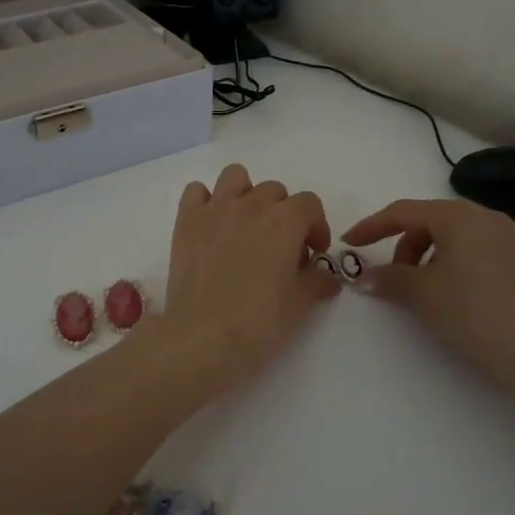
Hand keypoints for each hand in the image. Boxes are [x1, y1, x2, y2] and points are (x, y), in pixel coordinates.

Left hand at [156, 163, 338, 388]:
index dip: (316, 227)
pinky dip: (205, 202)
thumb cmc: (258, 323)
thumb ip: (317, 282)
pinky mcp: (186, 221)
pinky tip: (211, 227)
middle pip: (275, 191)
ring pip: (236, 177)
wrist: (202, 337)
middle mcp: (251, 204)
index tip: (314, 254)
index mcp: (285, 220)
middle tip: (280, 249)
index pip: (310, 204)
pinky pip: (196, 191)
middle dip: (283, 214)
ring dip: (246, 194)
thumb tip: (327, 276)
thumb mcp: (300, 305)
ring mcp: (215, 208)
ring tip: (246, 226)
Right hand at [342, 199, 514, 381]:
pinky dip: (452, 262)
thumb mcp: (422, 293)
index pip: (403, 211)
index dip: (371, 226)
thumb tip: (366, 276)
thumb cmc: (471, 312)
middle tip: (392, 276)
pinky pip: (474, 249)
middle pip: (430, 220)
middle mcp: (484, 216)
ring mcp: (507, 237)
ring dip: (428, 255)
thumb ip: (389, 277)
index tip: (349, 243)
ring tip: (422, 288)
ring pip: (453, 235)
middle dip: (403, 244)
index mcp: (457, 216)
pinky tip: (452, 293)